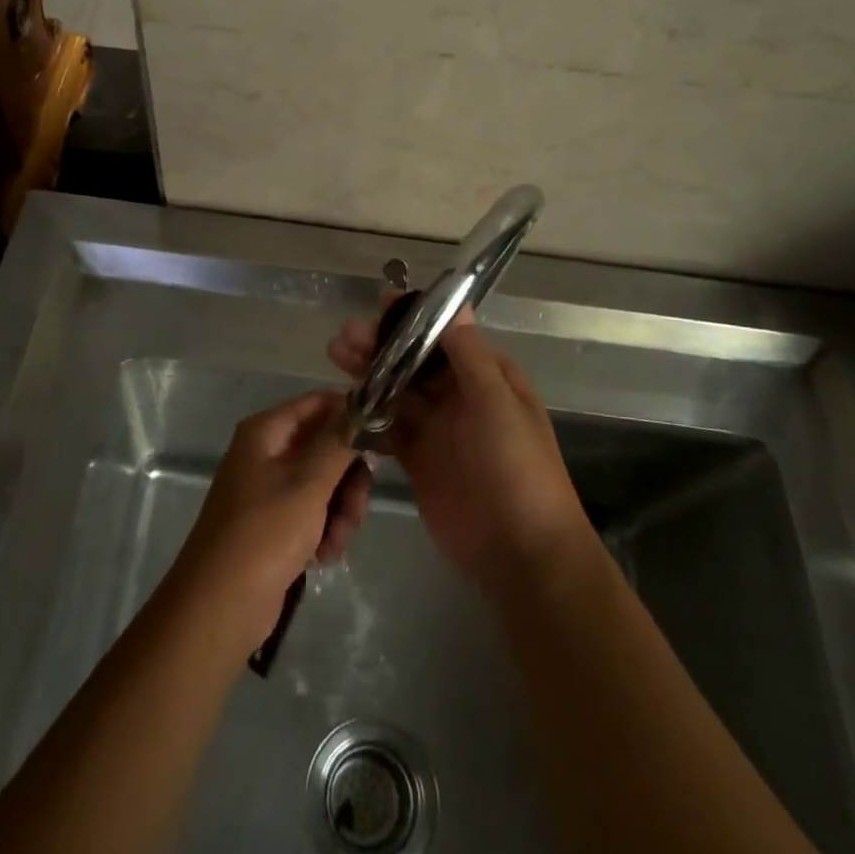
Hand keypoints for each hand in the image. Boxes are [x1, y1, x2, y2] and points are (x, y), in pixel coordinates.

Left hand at [166, 391, 372, 656]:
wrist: (220, 607)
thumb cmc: (264, 534)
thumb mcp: (308, 484)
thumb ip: (339, 443)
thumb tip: (362, 405)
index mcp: (266, 432)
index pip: (318, 404)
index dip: (351, 416)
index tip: (384, 440)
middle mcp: (267, 452)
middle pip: (327, 446)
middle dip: (348, 479)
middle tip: (356, 507)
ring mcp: (271, 489)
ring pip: (326, 483)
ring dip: (340, 511)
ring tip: (336, 542)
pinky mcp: (276, 523)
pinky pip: (314, 512)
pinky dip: (325, 530)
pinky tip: (323, 556)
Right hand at [328, 305, 588, 592]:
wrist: (520, 552)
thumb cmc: (516, 467)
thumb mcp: (496, 402)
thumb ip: (468, 353)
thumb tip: (455, 301)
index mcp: (486, 377)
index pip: (444, 336)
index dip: (412, 320)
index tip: (379, 305)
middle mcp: (460, 397)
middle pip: (413, 362)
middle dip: (380, 346)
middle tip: (343, 337)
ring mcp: (437, 429)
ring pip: (396, 391)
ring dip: (368, 373)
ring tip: (335, 357)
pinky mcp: (417, 460)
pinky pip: (388, 427)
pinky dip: (367, 414)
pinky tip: (342, 403)